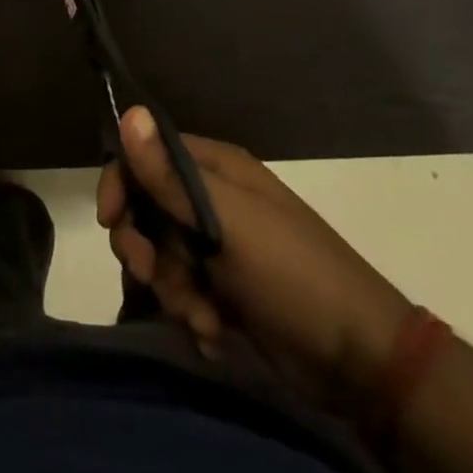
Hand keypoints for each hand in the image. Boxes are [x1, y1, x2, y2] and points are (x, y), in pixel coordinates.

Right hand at [97, 107, 414, 409]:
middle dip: (146, 249)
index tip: (112, 224)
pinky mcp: (226, 288)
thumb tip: (129, 112)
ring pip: (162, 256)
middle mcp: (213, 199)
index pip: (146, 157)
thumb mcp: (228, 223)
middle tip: (155, 276)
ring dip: (171, 290)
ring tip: (202, 317)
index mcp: (216, 169)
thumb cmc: (292, 275)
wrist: (360, 360)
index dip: (122, 185)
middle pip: (147, 210)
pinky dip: (191, 312)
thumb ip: (171, 176)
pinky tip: (214, 332)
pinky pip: (183, 290)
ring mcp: (220, 245)